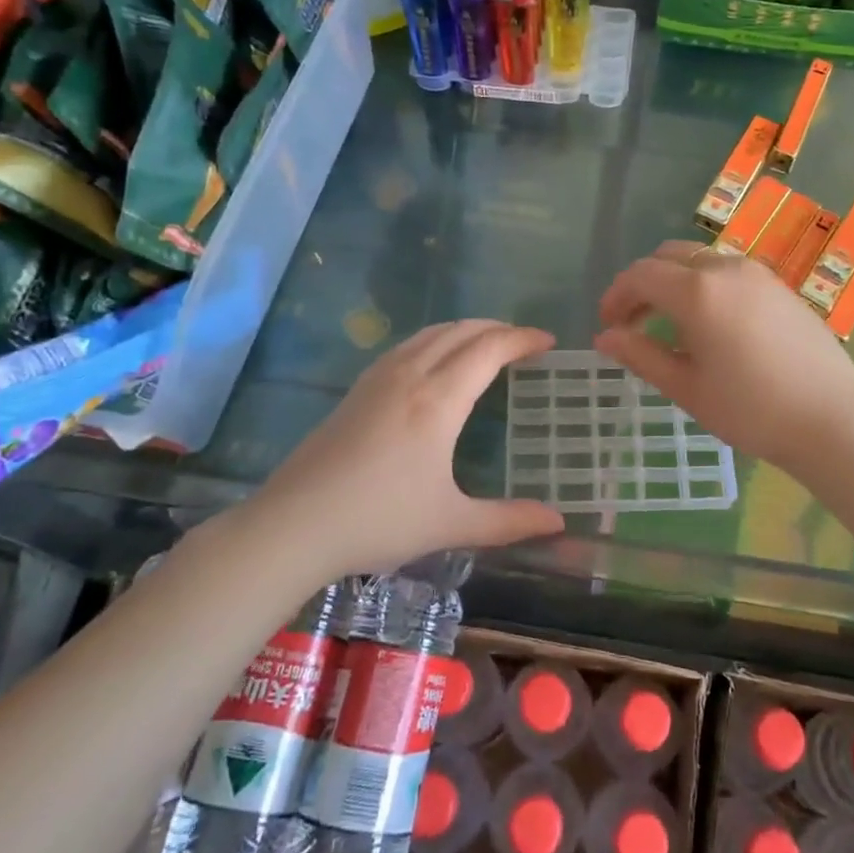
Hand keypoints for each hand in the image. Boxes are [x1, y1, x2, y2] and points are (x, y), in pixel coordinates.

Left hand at [251, 321, 564, 578]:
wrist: (295, 524)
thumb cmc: (379, 521)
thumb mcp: (451, 524)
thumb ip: (508, 520)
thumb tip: (558, 522)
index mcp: (439, 400)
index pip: (489, 350)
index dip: (522, 339)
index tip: (548, 342)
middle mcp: (411, 375)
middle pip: (462, 331)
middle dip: (498, 328)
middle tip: (524, 342)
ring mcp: (379, 378)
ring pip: (431, 333)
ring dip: (466, 329)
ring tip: (487, 344)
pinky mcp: (357, 388)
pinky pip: (408, 345)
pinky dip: (436, 339)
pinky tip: (436, 361)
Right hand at [594, 242, 853, 477]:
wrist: (831, 420)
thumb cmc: (750, 409)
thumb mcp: (686, 387)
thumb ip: (641, 355)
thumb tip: (604, 337)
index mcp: (697, 290)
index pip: (641, 275)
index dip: (617, 296)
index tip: (608, 326)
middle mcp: (726, 267)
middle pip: (670, 257)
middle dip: (644, 284)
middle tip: (634, 323)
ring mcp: (758, 273)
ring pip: (701, 260)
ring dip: (676, 282)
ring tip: (671, 325)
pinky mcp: (780, 286)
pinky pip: (730, 271)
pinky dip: (706, 285)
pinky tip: (712, 324)